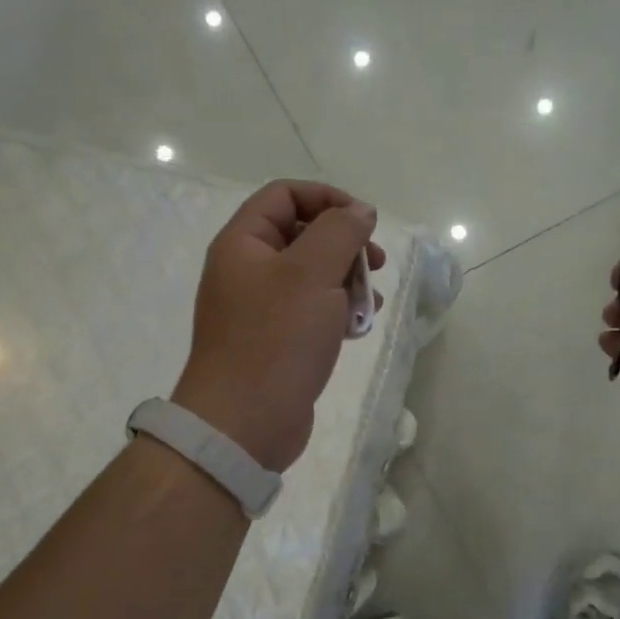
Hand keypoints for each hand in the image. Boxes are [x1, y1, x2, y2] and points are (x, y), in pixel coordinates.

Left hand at [173, 181, 384, 472]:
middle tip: (376, 263)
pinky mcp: (277, 342)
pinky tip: (359, 326)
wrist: (244, 423)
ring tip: (371, 301)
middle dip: (344, 243)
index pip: (285, 195)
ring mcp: (261, 309)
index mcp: (243, 243)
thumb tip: (360, 210)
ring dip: (347, 280)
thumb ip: (340, 232)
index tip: (366, 221)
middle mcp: (248, 270)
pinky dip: (338, 312)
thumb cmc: (276, 339)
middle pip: (302, 234)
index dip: (328, 198)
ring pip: (312, 276)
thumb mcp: (311, 274)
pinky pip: (312, 312)